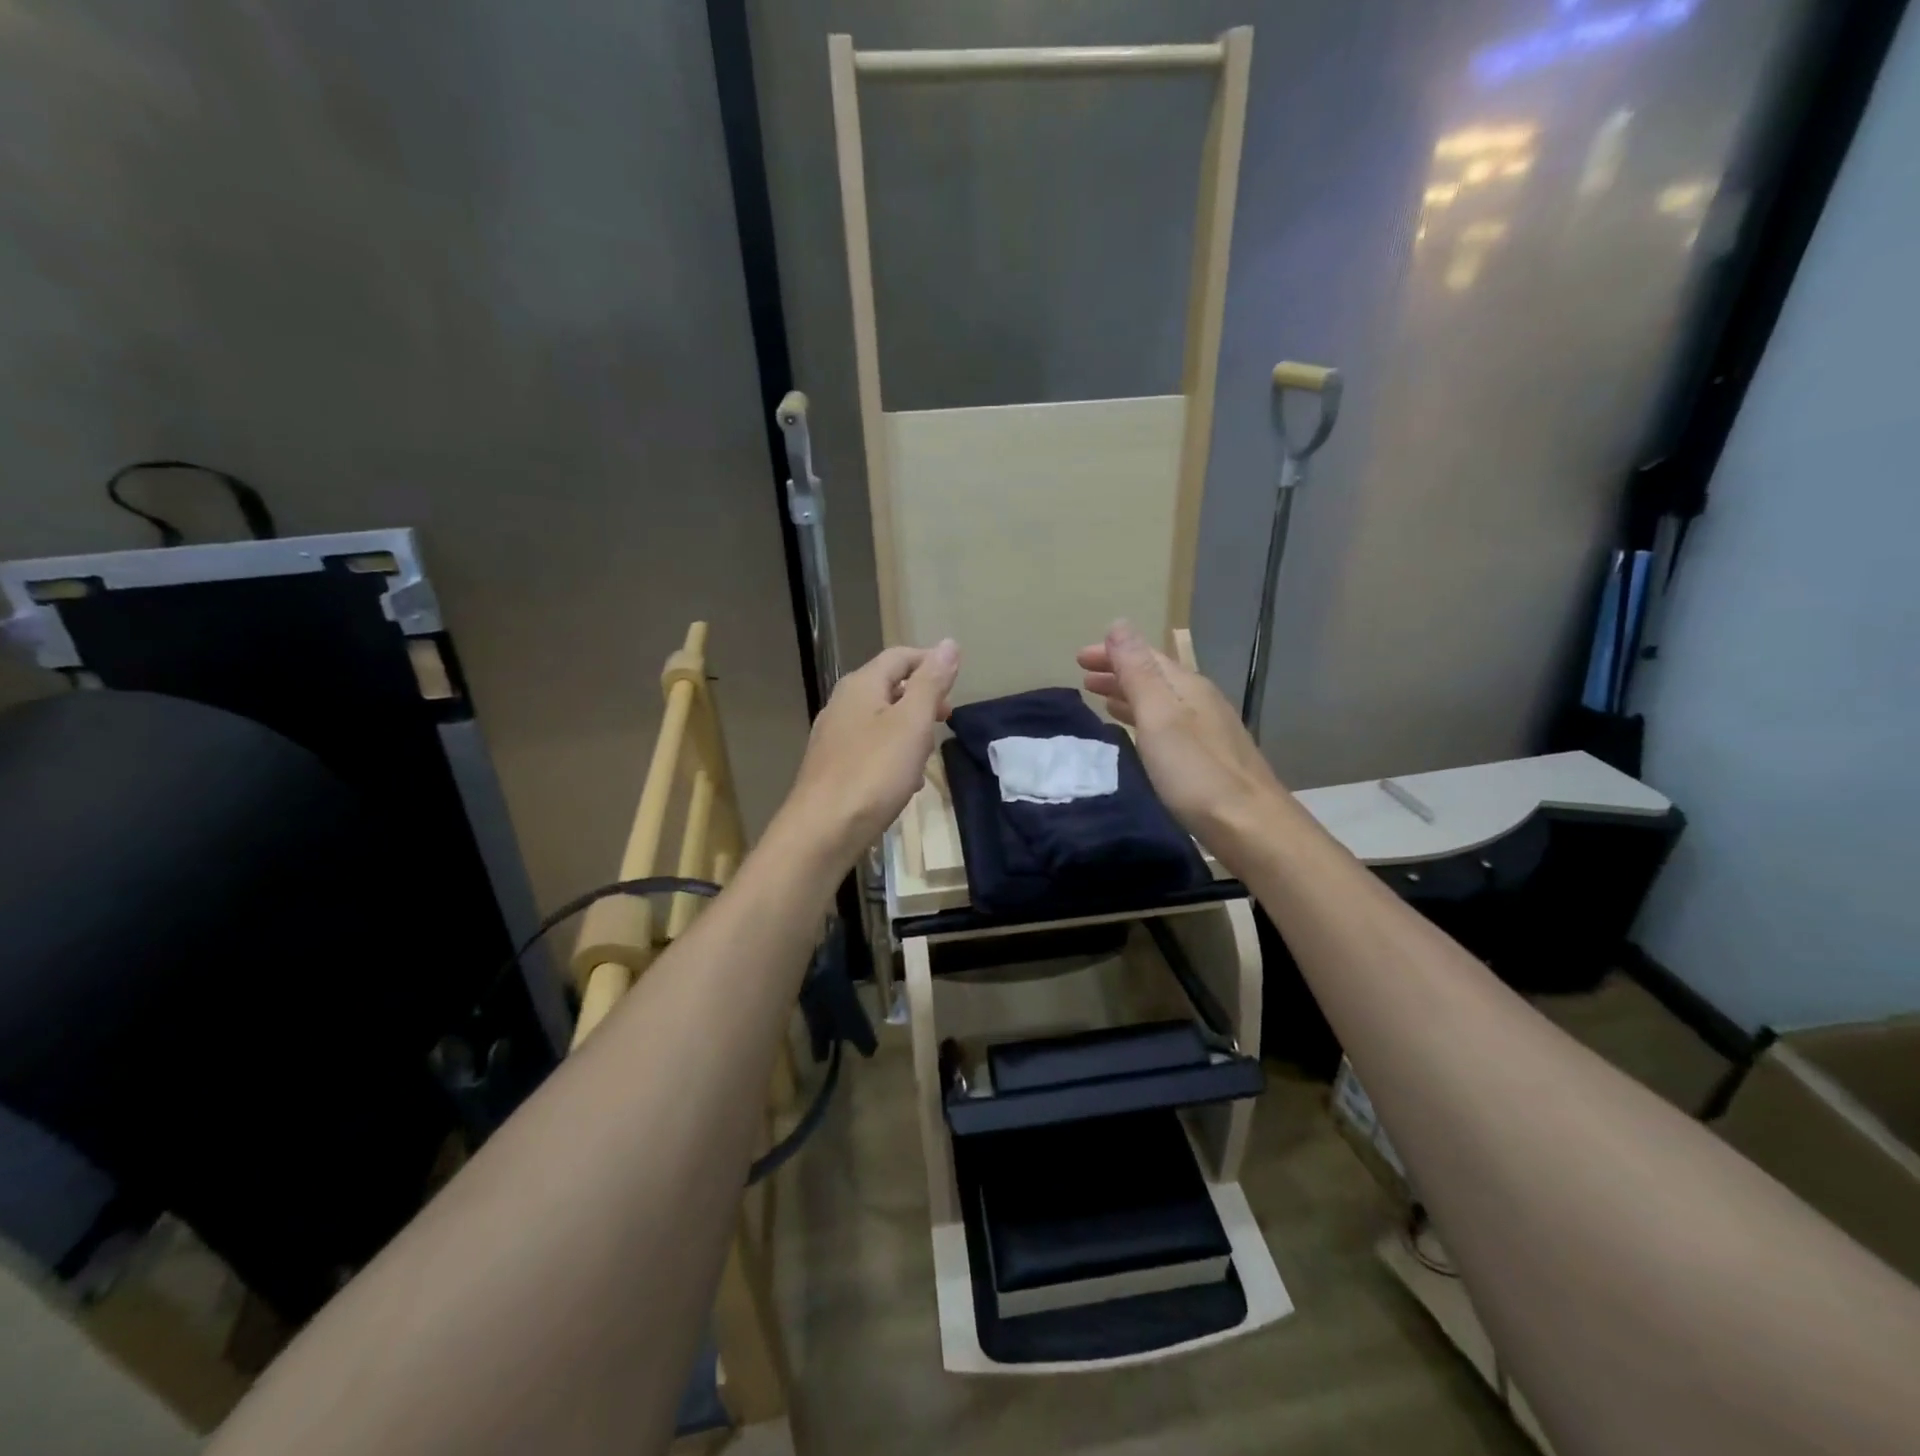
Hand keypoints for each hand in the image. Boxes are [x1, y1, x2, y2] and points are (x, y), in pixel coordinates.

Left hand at [780, 640, 961, 867]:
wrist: (823, 830)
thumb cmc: (873, 772)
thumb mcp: (912, 722)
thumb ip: (931, 683)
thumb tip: (948, 644)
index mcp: (860, 685)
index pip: (900, 656)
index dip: (930, 662)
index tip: (957, 680)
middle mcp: (842, 704)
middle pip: (889, 687)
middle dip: (922, 698)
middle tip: (946, 718)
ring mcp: (834, 737)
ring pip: (880, 720)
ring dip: (909, 730)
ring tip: (929, 753)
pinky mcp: (832, 767)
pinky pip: (870, 748)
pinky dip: (893, 754)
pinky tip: (905, 781)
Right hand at [1076, 622, 1284, 845]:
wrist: (1251, 827)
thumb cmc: (1197, 773)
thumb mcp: (1160, 717)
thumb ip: (1138, 672)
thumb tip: (1120, 624)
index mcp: (1188, 687)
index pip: (1146, 656)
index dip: (1112, 652)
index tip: (1078, 658)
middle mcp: (1201, 701)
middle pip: (1155, 676)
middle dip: (1118, 671)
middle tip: (1083, 676)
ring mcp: (1209, 730)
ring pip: (1161, 701)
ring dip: (1130, 694)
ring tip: (1101, 698)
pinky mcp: (1209, 757)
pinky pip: (1168, 724)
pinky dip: (1144, 719)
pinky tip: (1138, 733)